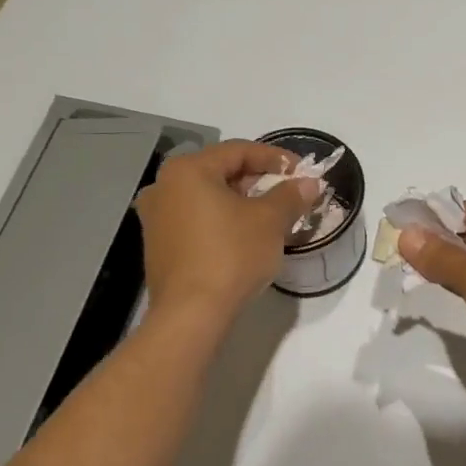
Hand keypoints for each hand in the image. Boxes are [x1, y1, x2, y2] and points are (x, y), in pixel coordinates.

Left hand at [136, 141, 319, 316]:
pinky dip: (222, 220)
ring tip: (270, 215)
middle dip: (258, 180)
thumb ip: (291, 195)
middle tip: (288, 193)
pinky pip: (196, 220)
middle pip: (220, 171)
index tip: (302, 172)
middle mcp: (164, 186)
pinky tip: (244, 236)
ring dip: (241, 201)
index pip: (239, 150)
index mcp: (188, 170)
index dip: (276, 158)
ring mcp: (156, 217)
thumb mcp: (270, 221)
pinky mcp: (158, 245)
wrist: (191, 314)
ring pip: (208, 197)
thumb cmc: (231, 255)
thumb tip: (309, 183)